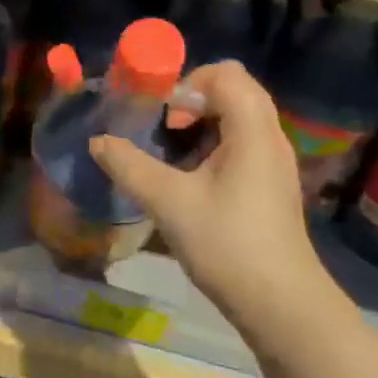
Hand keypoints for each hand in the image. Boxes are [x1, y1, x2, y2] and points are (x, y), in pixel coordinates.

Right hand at [89, 62, 333, 327]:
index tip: (162, 115)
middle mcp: (270, 138)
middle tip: (162, 128)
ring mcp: (274, 163)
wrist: (280, 303)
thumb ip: (129, 166)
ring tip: (170, 155)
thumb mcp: (169, 203)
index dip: (188, 83)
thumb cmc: (226, 244)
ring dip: (201, 125)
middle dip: (192, 100)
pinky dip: (213, 147)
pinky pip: (242, 145)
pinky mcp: (271, 186)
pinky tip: (190, 181)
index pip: (226, 74)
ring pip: (238, 119)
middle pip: (234, 91)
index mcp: (252, 131)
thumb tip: (98, 141)